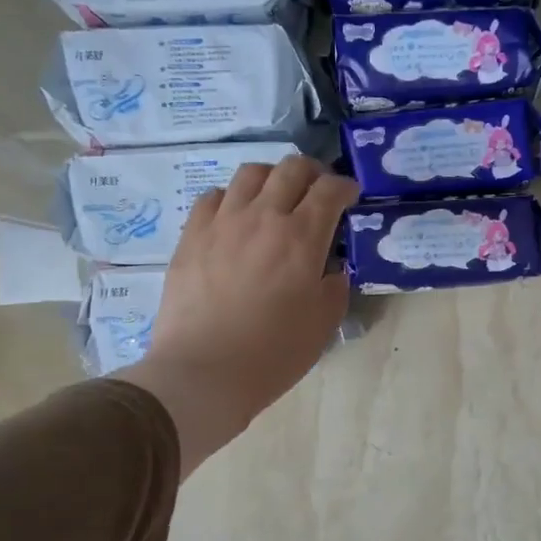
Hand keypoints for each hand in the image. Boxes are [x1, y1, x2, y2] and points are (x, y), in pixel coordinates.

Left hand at [117, 156, 358, 476]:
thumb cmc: (273, 353)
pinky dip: (233, 199)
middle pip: (291, 168)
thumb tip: (331, 266)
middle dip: (312, 172)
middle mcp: (263, 217)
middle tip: (317, 191)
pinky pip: (213, 197)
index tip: (350, 196)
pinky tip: (236, 219)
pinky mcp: (191, 235)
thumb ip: (335, 284)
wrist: (204, 373)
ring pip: (250, 173)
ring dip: (272, 178)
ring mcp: (222, 222)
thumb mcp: (324, 323)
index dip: (345, 186)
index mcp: (302, 237)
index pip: (330, 189)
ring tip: (275, 198)